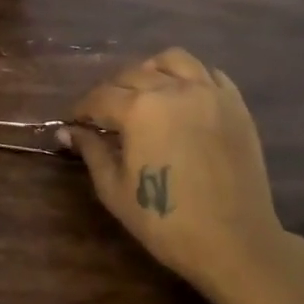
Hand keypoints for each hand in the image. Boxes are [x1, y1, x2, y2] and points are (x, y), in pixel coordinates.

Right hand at [68, 48, 303, 303]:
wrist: (234, 242)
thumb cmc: (166, 220)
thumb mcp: (115, 189)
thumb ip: (91, 151)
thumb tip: (68, 131)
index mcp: (139, 109)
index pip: (100, 97)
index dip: (82, 110)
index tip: (74, 123)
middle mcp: (173, 89)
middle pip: (132, 73)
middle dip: (112, 90)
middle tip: (104, 115)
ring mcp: (209, 93)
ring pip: (173, 60)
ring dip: (151, 70)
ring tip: (144, 93)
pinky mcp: (235, 105)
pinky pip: (208, 74)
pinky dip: (190, 78)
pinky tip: (182, 99)